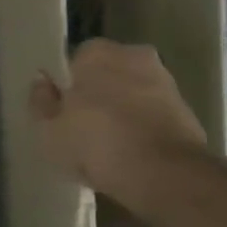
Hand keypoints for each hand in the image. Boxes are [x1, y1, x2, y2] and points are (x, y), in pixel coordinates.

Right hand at [29, 38, 206, 214]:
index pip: (75, 61)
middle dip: (98, 95)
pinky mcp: (186, 110)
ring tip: (109, 147)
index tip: (62, 113)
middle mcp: (134, 55)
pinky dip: (143, 128)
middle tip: (83, 129)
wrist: (165, 174)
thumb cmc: (96, 144)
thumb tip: (41, 82)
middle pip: (107, 74)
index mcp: (97, 52)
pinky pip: (152, 114)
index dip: (67, 87)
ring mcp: (165, 81)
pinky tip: (132, 154)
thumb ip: (40, 102)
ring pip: (132, 93)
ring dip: (123, 111)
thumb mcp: (49, 130)